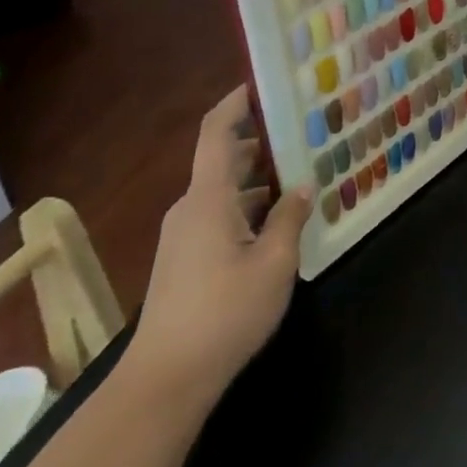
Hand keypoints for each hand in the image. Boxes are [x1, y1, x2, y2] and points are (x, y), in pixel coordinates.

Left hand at [123, 88, 311, 407]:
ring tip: (300, 179)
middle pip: (224, 160)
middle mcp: (190, 209)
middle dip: (262, 144)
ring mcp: (183, 237)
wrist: (163, 383)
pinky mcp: (182, 262)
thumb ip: (290, 218)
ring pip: (223, 192)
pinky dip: (246, 209)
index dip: (236, 103)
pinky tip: (277, 225)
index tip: (261, 83)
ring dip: (258, 182)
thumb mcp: (274, 263)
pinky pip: (218, 217)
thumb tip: (300, 187)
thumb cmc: (224, 314)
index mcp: (209, 198)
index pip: (217, 133)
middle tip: (302, 135)